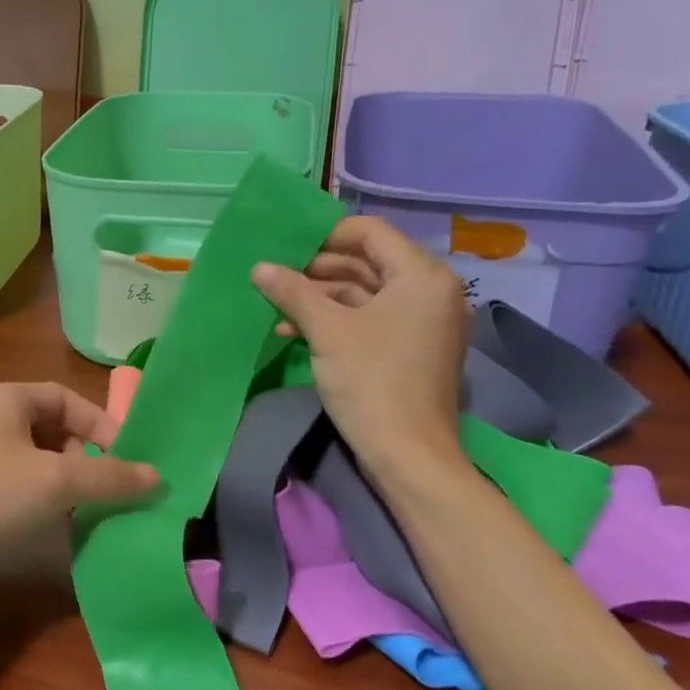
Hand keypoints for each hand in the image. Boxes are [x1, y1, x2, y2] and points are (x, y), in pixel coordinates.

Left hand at [0, 382, 158, 608]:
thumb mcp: (53, 481)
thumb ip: (108, 477)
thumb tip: (157, 477)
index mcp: (7, 400)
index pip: (68, 399)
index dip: (103, 426)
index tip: (130, 463)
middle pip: (54, 433)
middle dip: (87, 462)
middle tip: (112, 494)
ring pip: (36, 467)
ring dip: (67, 490)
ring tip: (95, 517)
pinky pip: (16, 494)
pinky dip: (41, 509)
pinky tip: (58, 534)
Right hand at [251, 216, 469, 484]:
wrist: (408, 456)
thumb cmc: (371, 381)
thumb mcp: (326, 331)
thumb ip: (293, 291)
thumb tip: (259, 267)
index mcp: (421, 276)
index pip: (371, 233)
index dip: (325, 235)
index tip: (286, 248)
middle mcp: (431, 291)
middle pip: (367, 262)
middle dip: (318, 270)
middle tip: (276, 277)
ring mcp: (424, 322)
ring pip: (365, 293)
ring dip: (320, 298)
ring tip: (278, 308)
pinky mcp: (412, 348)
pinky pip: (371, 319)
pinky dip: (336, 320)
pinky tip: (295, 332)